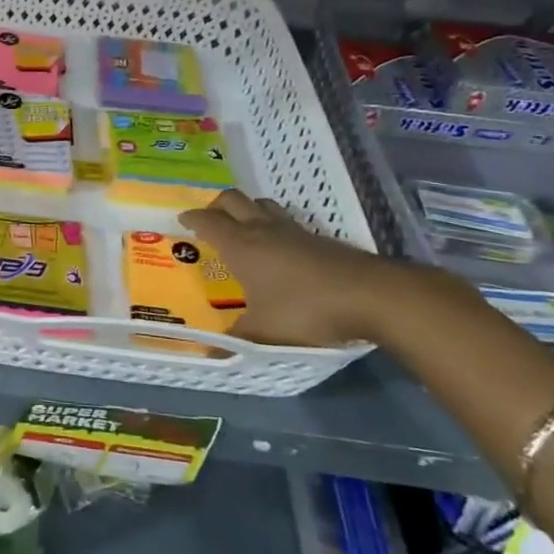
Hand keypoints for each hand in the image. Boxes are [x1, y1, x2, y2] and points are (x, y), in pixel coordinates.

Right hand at [180, 190, 468, 348]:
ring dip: (247, 209)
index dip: (192, 218)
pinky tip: (279, 246)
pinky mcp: (319, 238)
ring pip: (262, 205)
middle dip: (216, 206)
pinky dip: (273, 224)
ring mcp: (293, 230)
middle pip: (233, 200)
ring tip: (242, 227)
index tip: (182, 220)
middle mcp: (263, 229)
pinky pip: (286, 220)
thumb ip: (236, 340)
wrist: (371, 295)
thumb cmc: (306, 309)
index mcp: (241, 245)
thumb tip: (210, 353)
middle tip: (209, 220)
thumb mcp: (264, 333)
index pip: (208, 220)